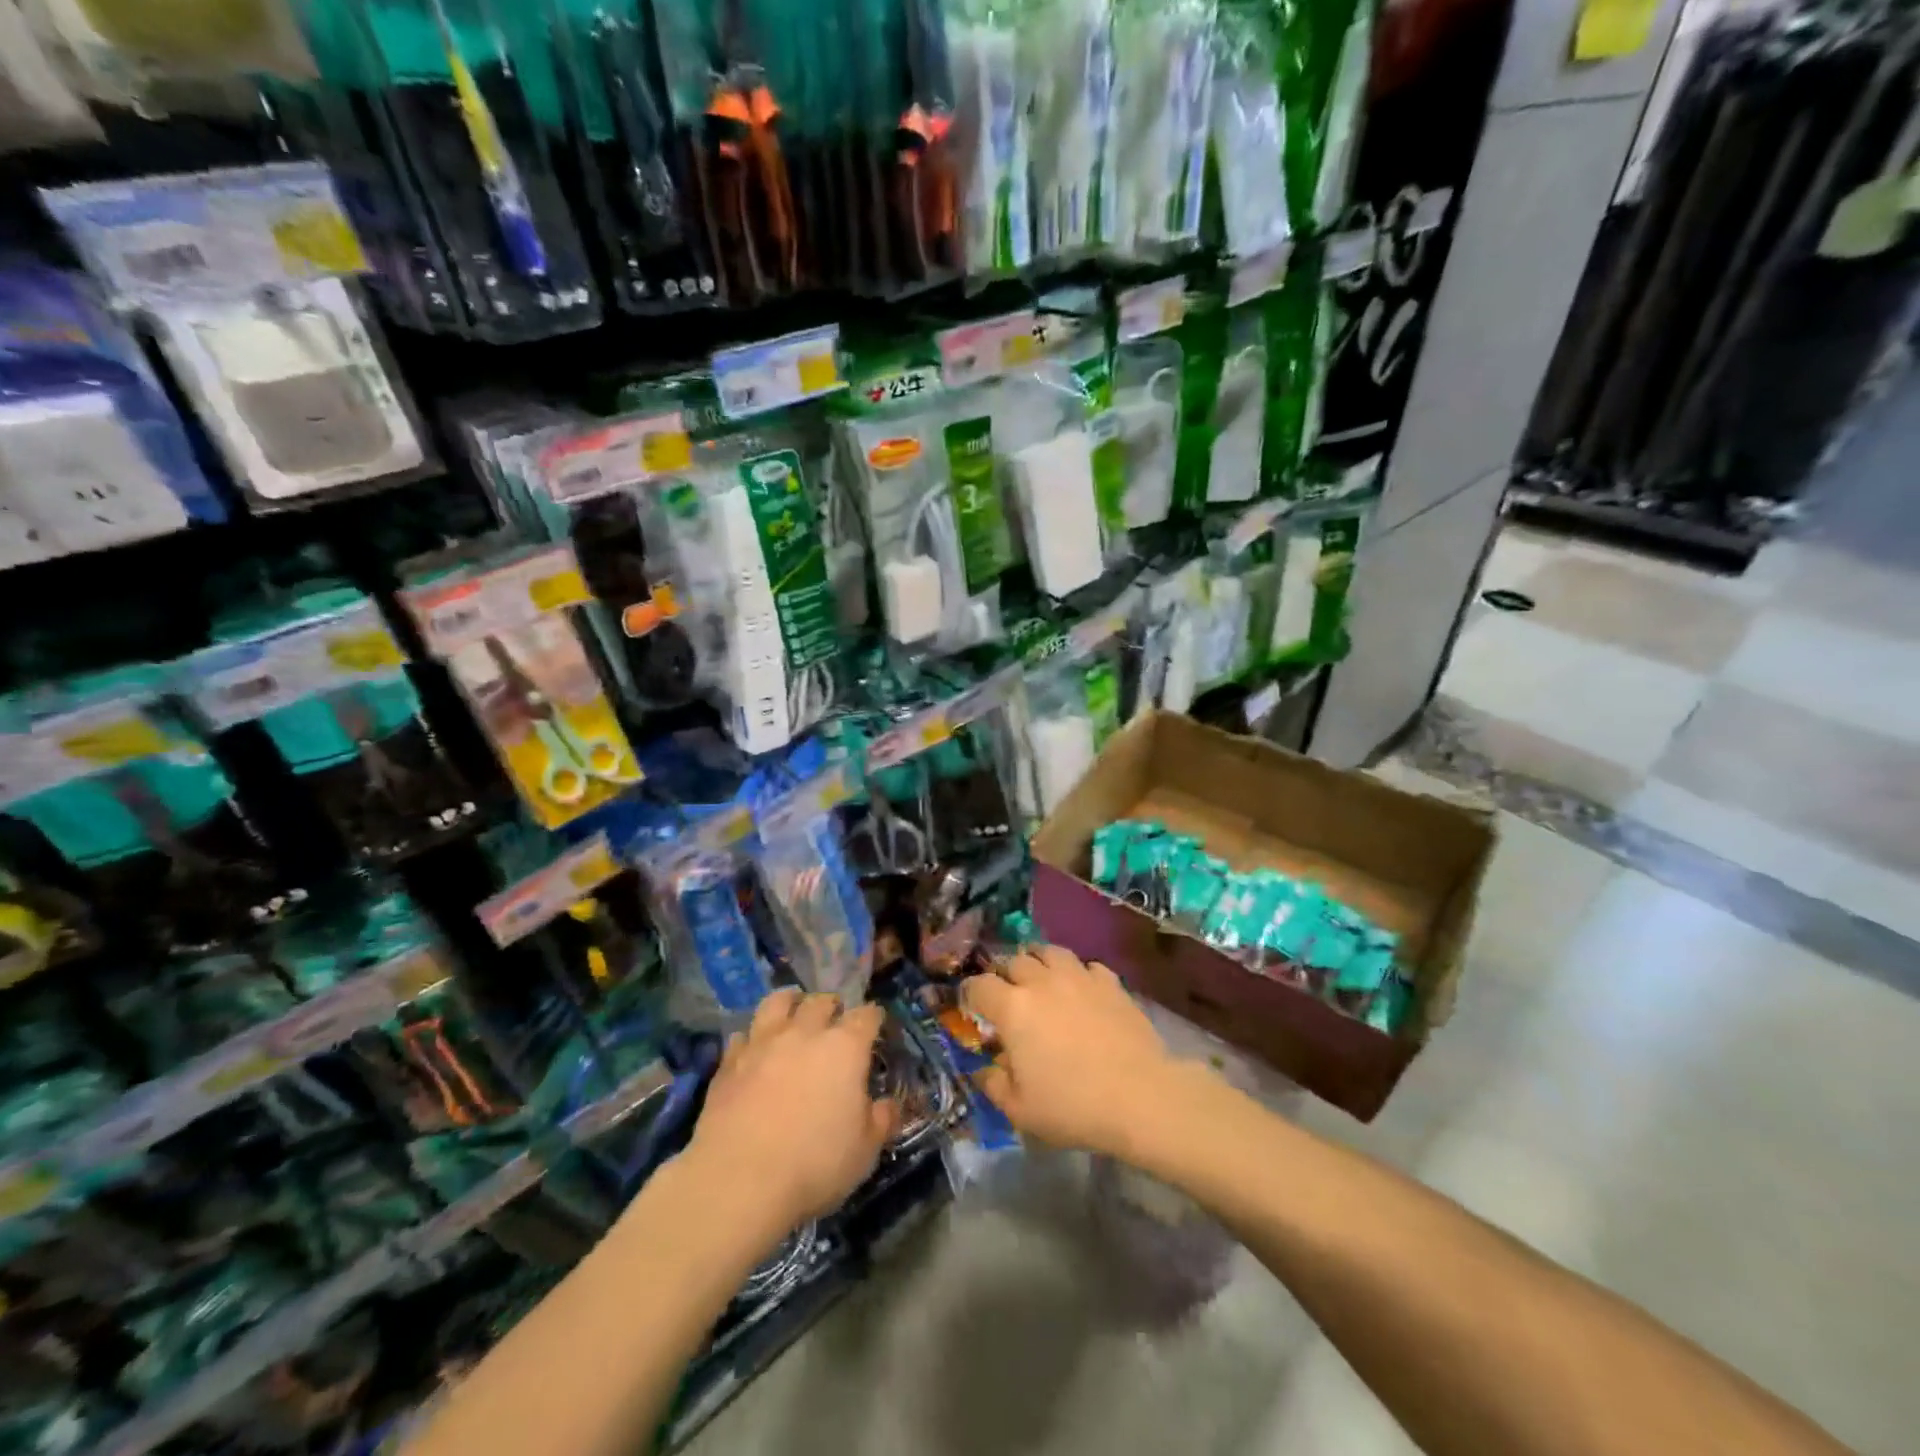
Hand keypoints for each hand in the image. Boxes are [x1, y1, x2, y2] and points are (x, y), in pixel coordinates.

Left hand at [683, 989, 896, 1233]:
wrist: (738, 1180)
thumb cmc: (814, 1165)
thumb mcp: (864, 1152)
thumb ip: (880, 1121)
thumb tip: (887, 1105)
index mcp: (845, 1048)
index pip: (866, 1016)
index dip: (873, 1018)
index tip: (875, 1025)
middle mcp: (805, 1033)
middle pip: (821, 1001)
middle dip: (832, 1006)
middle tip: (835, 1019)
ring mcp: (763, 1043)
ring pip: (778, 1002)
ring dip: (790, 1002)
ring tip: (793, 1010)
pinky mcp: (729, 1062)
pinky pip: (743, 1035)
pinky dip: (753, 1037)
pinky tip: (755, 1049)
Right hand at [962, 945, 1199, 1159]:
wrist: (1140, 1096)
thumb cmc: (1073, 1106)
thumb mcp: (1021, 1110)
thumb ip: (994, 1084)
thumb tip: (985, 1067)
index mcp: (1012, 1008)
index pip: (979, 985)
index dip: (970, 993)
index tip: (971, 1006)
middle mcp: (1041, 982)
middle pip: (1013, 961)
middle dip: (1004, 975)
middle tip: (1007, 996)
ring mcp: (1078, 977)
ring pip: (1049, 951)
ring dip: (1038, 962)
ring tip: (1041, 979)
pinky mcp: (1110, 982)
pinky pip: (1086, 965)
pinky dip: (1078, 973)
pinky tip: (1081, 990)